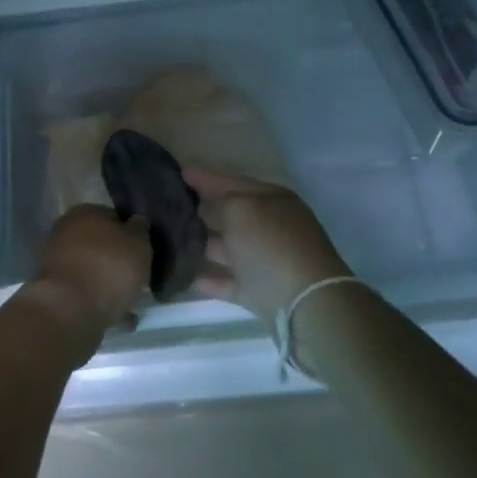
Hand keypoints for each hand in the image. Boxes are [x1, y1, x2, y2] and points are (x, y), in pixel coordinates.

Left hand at [28, 204, 151, 345]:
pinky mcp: (55, 292)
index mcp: (85, 212)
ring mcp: (57, 263)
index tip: (144, 251)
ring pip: (92, 269)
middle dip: (117, 258)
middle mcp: (66, 232)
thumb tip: (138, 220)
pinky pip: (85, 293)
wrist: (70, 312)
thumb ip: (140, 229)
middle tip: (139, 275)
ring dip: (108, 281)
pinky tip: (119, 315)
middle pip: (100, 244)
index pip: (114, 216)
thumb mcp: (138, 243)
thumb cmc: (108, 268)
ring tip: (131, 299)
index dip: (131, 233)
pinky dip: (100, 301)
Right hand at [185, 168, 352, 323]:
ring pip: (228, 247)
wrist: (306, 305)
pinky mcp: (259, 293)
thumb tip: (203, 209)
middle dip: (202, 208)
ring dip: (203, 242)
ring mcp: (266, 260)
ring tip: (171, 239)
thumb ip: (218, 205)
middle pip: (231, 213)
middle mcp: (270, 226)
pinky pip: (229, 281)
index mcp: (271, 199)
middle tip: (169, 205)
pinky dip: (210, 278)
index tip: (180, 172)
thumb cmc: (272, 245)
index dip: (206, 177)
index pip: (233, 182)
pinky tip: (185, 274)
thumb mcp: (240, 211)